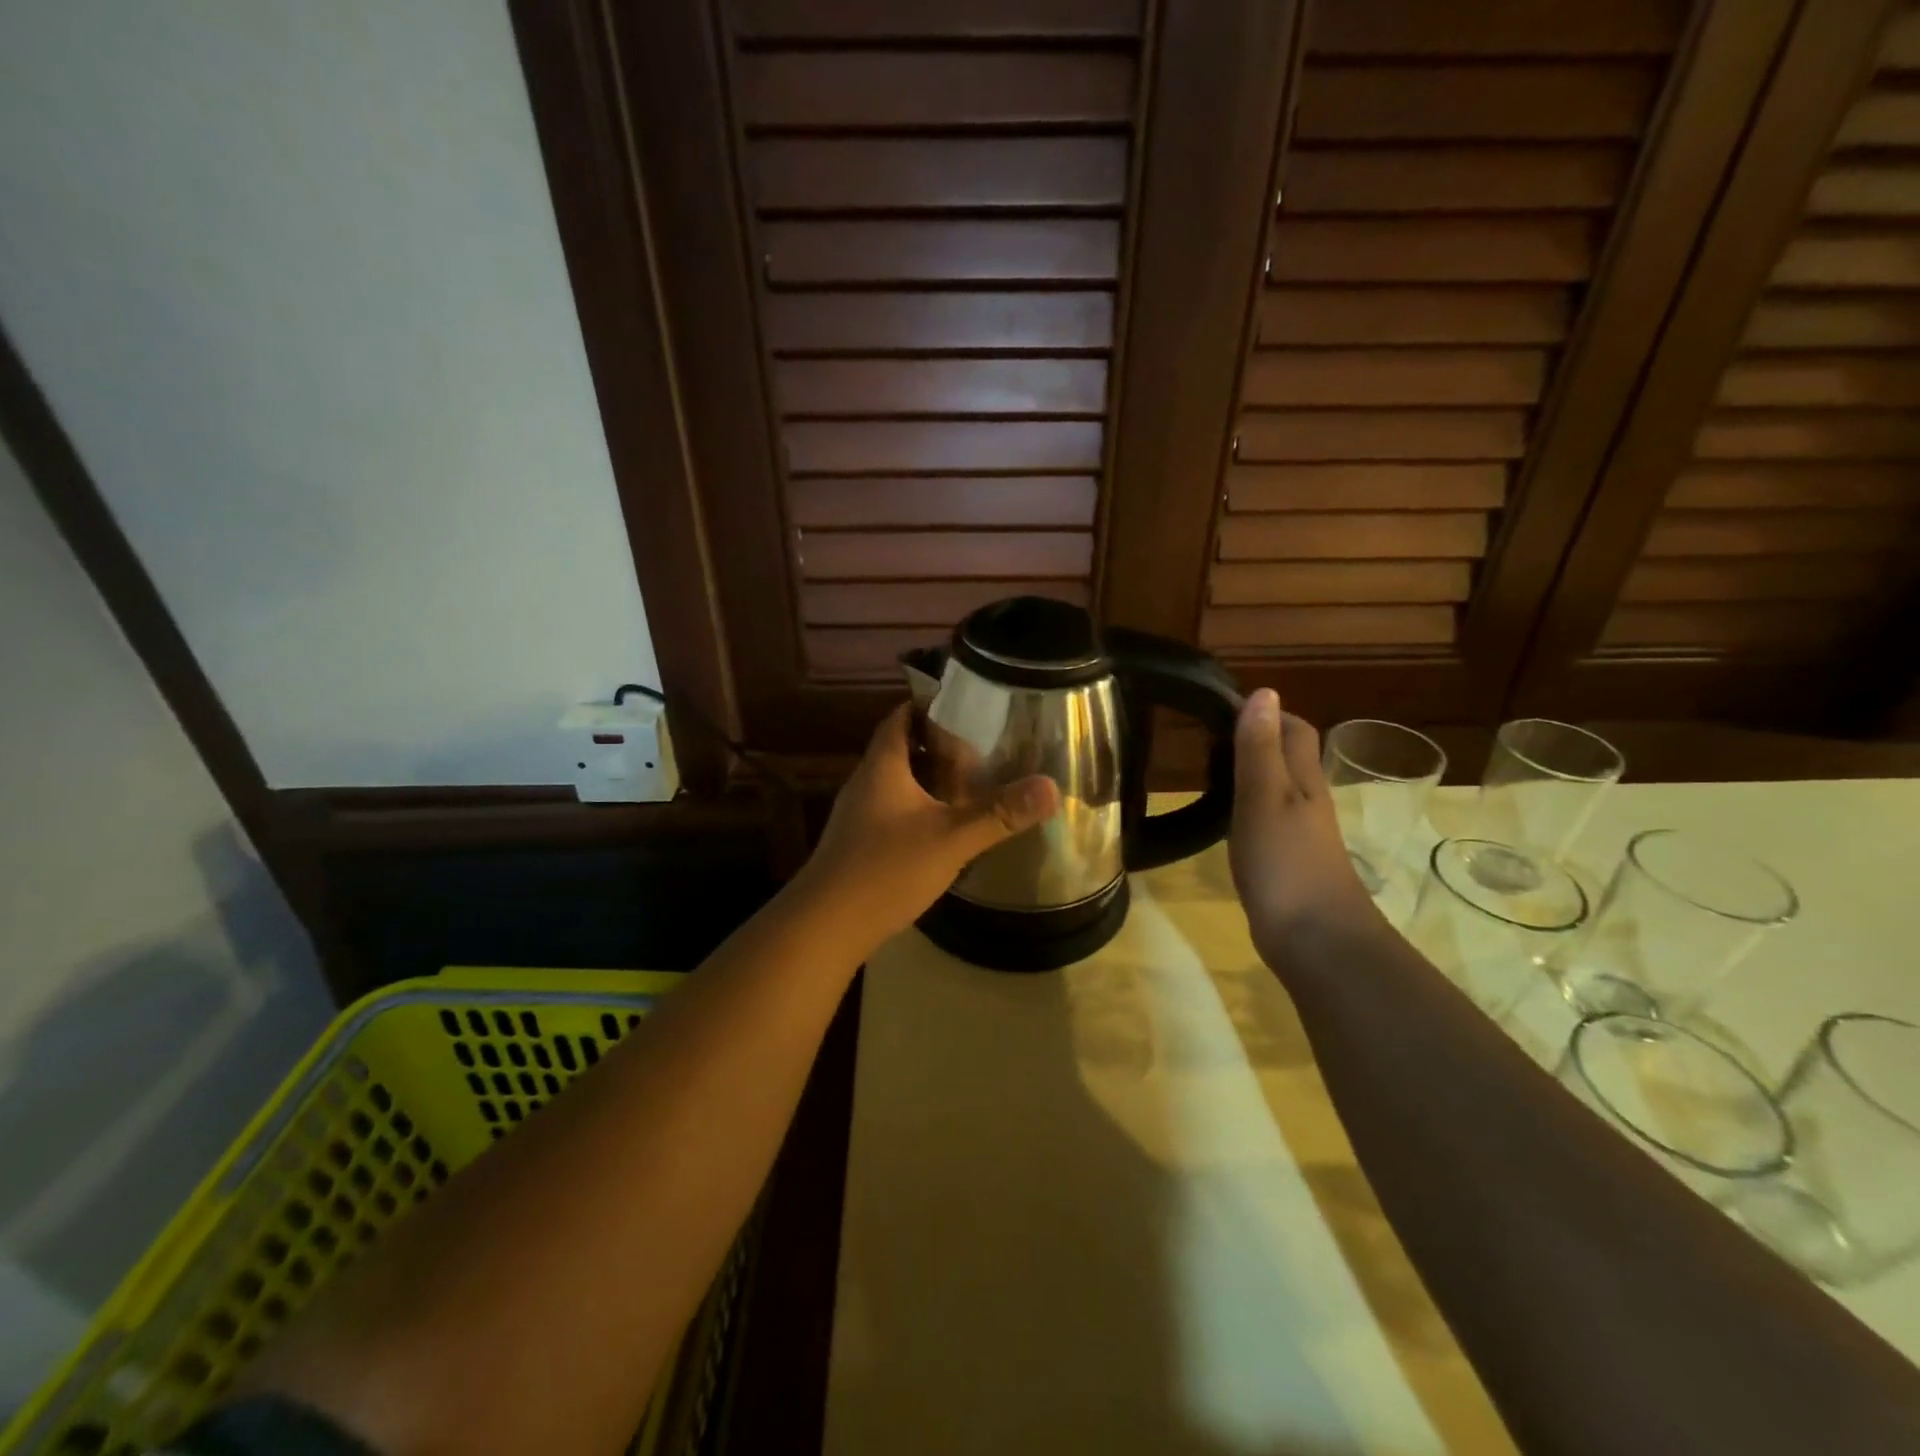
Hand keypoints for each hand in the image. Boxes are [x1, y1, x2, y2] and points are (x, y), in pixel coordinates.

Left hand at [796, 704, 1059, 946]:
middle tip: (980, 742)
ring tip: (970, 780)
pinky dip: (919, 806)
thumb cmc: (885, 869)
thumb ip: (999, 813)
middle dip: (936, 742)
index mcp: (882, 766)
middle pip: (900, 747)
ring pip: (897, 782)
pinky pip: (893, 810)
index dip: (928, 704)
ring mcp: (858, 815)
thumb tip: (1050, 786)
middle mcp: (866, 782)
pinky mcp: (859, 843)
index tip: (964, 701)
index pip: (901, 716)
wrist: (825, 926)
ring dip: (927, 777)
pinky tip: (943, 825)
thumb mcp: (950, 839)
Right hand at [1230, 689, 1378, 957]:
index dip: (1264, 712)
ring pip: (1276, 787)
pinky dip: (1245, 806)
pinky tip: (1223, 817)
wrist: (1316, 940)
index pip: (1293, 728)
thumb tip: (1264, 692)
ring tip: (1207, 770)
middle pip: (1287, 756)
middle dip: (1254, 738)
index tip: (1219, 708)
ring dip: (1248, 772)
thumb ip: (1260, 749)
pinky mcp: (1287, 860)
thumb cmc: (1286, 863)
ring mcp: (1299, 832)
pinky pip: (1267, 818)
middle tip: (1206, 738)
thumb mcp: (1265, 798)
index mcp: (1304, 779)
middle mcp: (1306, 799)